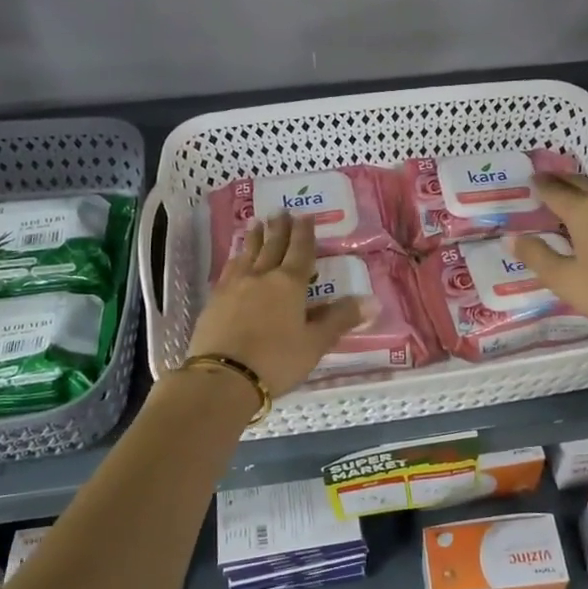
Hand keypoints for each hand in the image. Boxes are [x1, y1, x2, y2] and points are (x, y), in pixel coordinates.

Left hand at [185, 214, 361, 396]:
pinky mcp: (214, 301)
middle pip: (272, 246)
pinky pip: (228, 270)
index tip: (305, 215)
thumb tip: (373, 301)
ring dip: (253, 238)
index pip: (300, 252)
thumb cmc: (276, 360)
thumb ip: (340, 319)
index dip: (305, 233)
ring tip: (255, 223)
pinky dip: (235, 258)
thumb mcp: (315, 343)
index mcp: (290, 284)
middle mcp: (262, 277)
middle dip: (279, 229)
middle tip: (280, 210)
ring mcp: (234, 287)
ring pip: (247, 254)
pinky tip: (234, 259)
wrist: (222, 377)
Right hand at [509, 173, 587, 346]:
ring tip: (574, 191)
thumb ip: (537, 256)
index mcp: (585, 211)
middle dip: (562, 180)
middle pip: (581, 182)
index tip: (529, 181)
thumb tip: (512, 237)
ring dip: (586, 184)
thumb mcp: (564, 280)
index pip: (556, 190)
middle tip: (547, 182)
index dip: (539, 185)